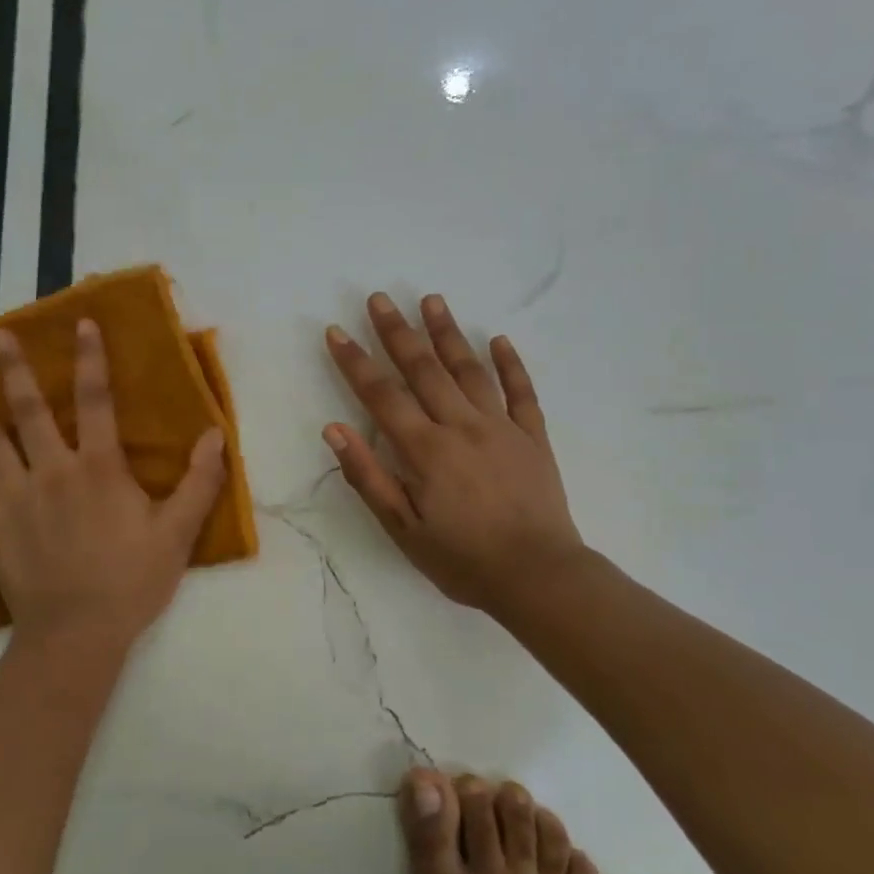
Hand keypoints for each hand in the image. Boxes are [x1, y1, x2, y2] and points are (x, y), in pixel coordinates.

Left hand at [0, 320, 226, 650]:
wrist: (80, 634)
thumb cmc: (133, 581)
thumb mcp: (179, 532)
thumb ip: (200, 481)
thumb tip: (216, 434)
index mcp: (97, 468)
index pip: (95, 400)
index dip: (91, 359)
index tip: (81, 323)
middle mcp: (51, 472)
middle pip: (28, 411)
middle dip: (14, 369)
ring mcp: (14, 501)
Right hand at [323, 292, 588, 615]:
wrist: (539, 576)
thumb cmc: (463, 559)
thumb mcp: (403, 529)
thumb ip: (368, 477)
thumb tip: (334, 430)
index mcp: (425, 450)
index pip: (382, 396)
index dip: (356, 362)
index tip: (337, 332)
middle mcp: (461, 426)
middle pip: (424, 370)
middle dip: (397, 332)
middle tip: (380, 297)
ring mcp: (501, 427)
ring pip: (470, 370)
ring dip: (448, 333)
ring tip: (432, 300)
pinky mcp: (533, 438)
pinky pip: (522, 392)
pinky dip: (511, 364)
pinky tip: (499, 339)